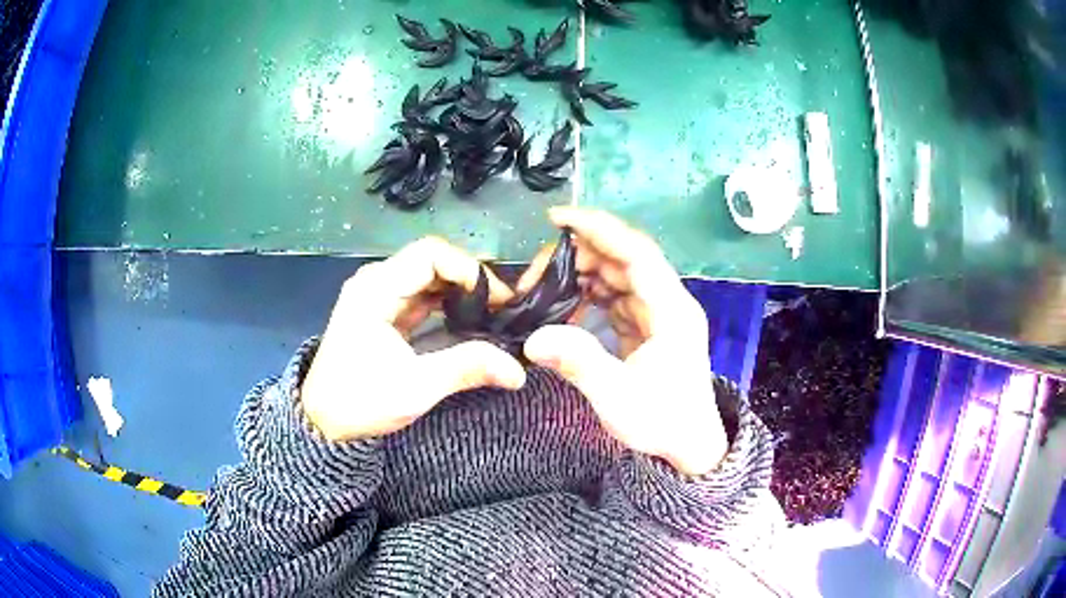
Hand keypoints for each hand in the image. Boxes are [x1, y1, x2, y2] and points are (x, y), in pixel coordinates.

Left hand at [301, 237, 526, 441]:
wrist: (323, 422)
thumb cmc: (360, 402)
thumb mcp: (416, 387)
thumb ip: (467, 368)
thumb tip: (518, 369)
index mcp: (376, 289)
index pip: (430, 254)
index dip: (470, 270)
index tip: (499, 299)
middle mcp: (376, 282)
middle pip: (432, 261)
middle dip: (471, 280)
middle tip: (503, 308)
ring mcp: (379, 296)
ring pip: (429, 277)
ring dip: (462, 291)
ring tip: (493, 314)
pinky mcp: (384, 312)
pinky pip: (422, 295)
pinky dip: (448, 303)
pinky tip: (470, 320)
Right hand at [523, 208, 726, 475]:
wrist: (689, 448)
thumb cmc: (663, 422)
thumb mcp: (619, 397)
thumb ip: (579, 363)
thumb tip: (533, 339)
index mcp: (672, 310)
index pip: (636, 252)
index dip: (599, 229)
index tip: (558, 218)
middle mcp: (667, 303)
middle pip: (623, 260)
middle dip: (580, 257)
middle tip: (537, 273)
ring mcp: (657, 315)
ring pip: (618, 278)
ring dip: (582, 276)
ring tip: (544, 288)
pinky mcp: (647, 329)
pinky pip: (616, 299)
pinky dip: (589, 297)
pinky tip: (565, 306)